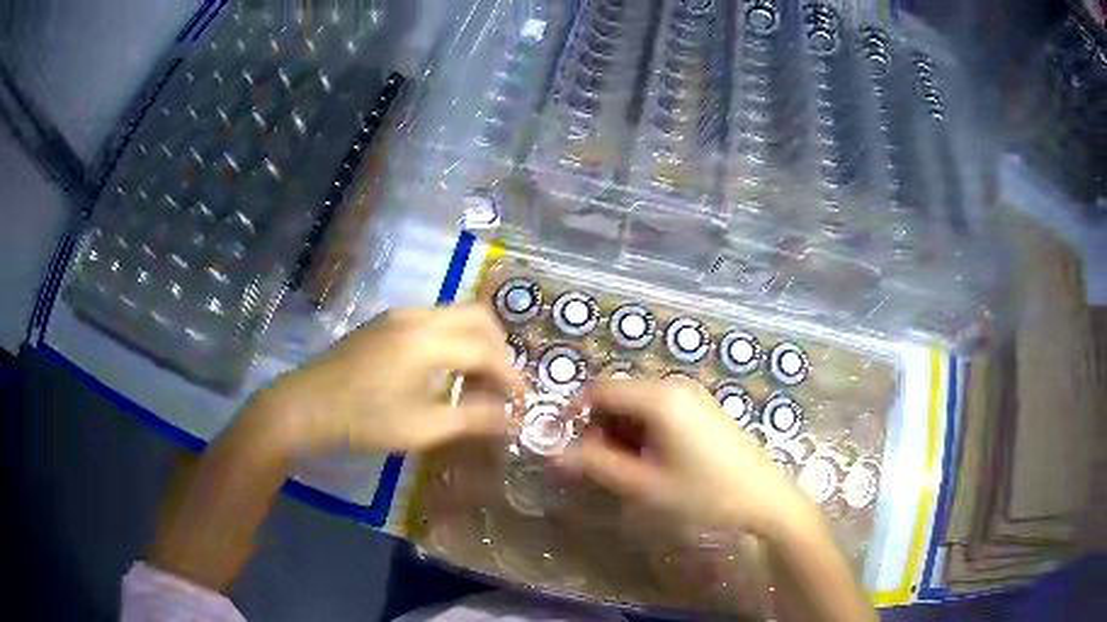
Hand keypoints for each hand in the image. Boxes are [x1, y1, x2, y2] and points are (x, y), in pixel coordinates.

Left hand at [253, 304, 523, 456]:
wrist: (305, 405)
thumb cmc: (363, 420)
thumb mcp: (422, 428)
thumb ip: (473, 419)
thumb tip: (514, 418)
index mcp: (426, 341)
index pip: (486, 351)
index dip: (510, 377)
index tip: (522, 403)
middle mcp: (416, 316)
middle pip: (477, 316)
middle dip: (499, 349)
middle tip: (501, 385)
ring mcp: (398, 315)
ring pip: (455, 315)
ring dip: (475, 342)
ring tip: (475, 381)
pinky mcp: (385, 323)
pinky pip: (433, 320)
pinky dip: (452, 340)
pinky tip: (443, 371)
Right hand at [567, 379, 818, 538]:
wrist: (765, 499)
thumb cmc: (704, 493)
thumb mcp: (645, 485)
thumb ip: (597, 465)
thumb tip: (555, 453)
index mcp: (659, 398)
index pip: (599, 389)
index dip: (574, 412)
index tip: (562, 442)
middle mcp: (675, 386)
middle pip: (619, 394)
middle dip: (599, 425)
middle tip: (595, 463)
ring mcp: (693, 396)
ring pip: (639, 404)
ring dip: (621, 430)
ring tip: (624, 468)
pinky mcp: (704, 409)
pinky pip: (661, 410)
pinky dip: (644, 431)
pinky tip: (651, 461)